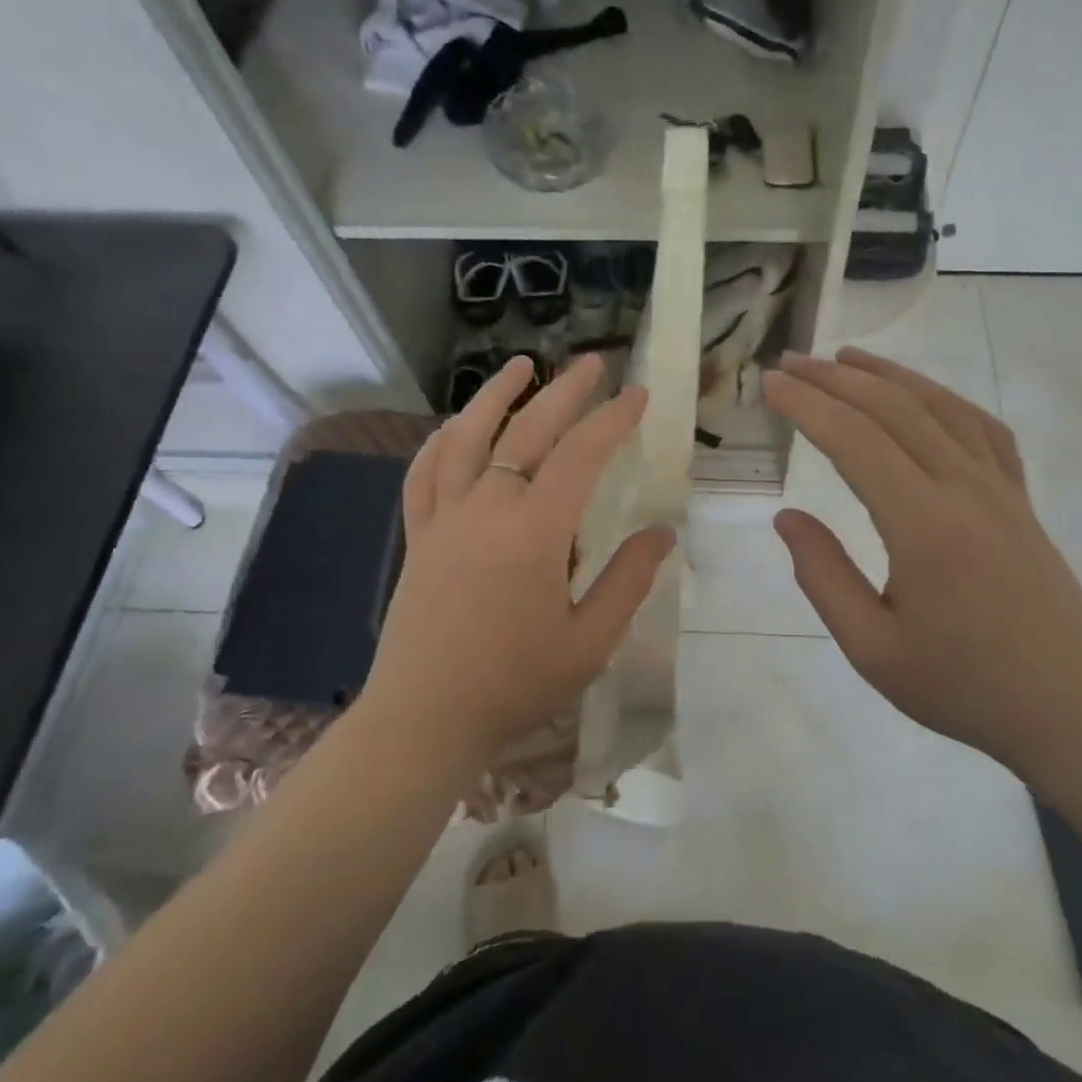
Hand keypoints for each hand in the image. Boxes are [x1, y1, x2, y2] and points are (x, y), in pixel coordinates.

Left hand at [362, 354, 673, 766]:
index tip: (639, 394)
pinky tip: (453, 426)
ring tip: (520, 365)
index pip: (580, 455)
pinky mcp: (419, 536)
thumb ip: (628, 580)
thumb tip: (662, 533)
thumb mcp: (589, 641)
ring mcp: (444, 518)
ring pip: (467, 437)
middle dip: (565, 391)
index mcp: (534, 531)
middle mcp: (486, 508)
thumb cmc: (514, 684)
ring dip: (495, 395)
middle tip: (593, 362)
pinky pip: (423, 473)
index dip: (613, 419)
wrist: (424, 719)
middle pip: (527, 430)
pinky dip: (441, 441)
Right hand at [764, 350, 1081, 762]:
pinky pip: (981, 428)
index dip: (807, 405)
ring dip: (888, 375)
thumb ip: (823, 576)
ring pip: (940, 407)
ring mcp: (1001, 489)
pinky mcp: (1020, 499)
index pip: (855, 440)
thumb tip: (787, 518)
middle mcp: (964, 489)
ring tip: (845, 358)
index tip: (770, 383)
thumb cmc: (964, 687)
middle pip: (894, 409)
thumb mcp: (873, 648)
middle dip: (835, 379)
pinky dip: (943, 398)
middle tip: (790, 362)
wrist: (1073, 709)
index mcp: (924, 526)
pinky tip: (923, 397)